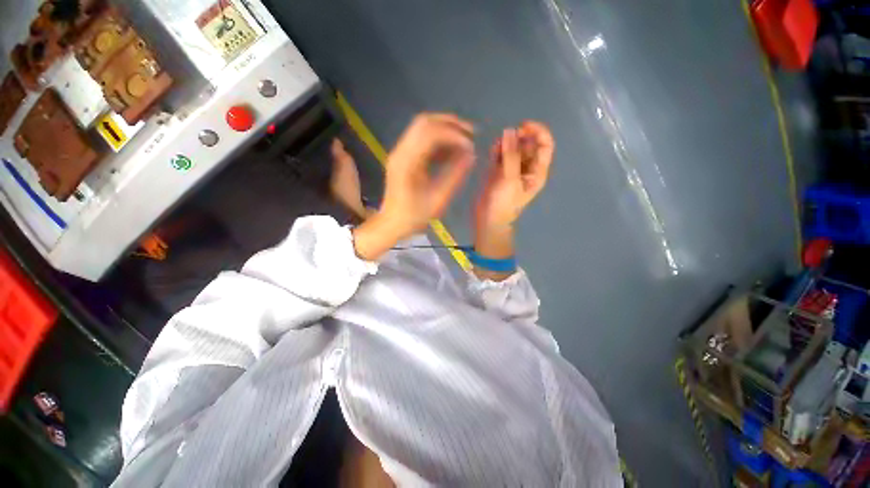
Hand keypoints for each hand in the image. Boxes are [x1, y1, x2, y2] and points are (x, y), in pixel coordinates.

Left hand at [354, 113, 474, 259]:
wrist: (391, 223)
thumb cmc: (414, 216)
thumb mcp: (438, 199)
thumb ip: (455, 175)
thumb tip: (471, 155)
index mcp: (407, 162)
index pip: (430, 133)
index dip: (453, 134)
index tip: (471, 145)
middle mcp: (400, 151)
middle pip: (424, 122)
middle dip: (450, 123)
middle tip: (471, 132)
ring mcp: (400, 152)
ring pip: (422, 128)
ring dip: (444, 129)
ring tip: (464, 140)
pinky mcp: (403, 157)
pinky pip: (421, 140)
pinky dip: (438, 141)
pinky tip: (451, 151)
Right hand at [474, 121, 554, 234]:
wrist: (488, 218)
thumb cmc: (503, 203)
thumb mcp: (510, 179)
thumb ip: (510, 155)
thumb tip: (509, 131)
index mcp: (537, 172)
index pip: (545, 146)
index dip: (537, 132)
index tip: (522, 126)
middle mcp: (527, 169)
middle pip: (528, 145)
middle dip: (518, 139)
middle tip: (505, 138)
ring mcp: (512, 170)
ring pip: (513, 149)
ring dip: (506, 144)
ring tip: (496, 146)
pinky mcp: (499, 172)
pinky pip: (501, 155)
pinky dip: (498, 150)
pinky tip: (492, 150)